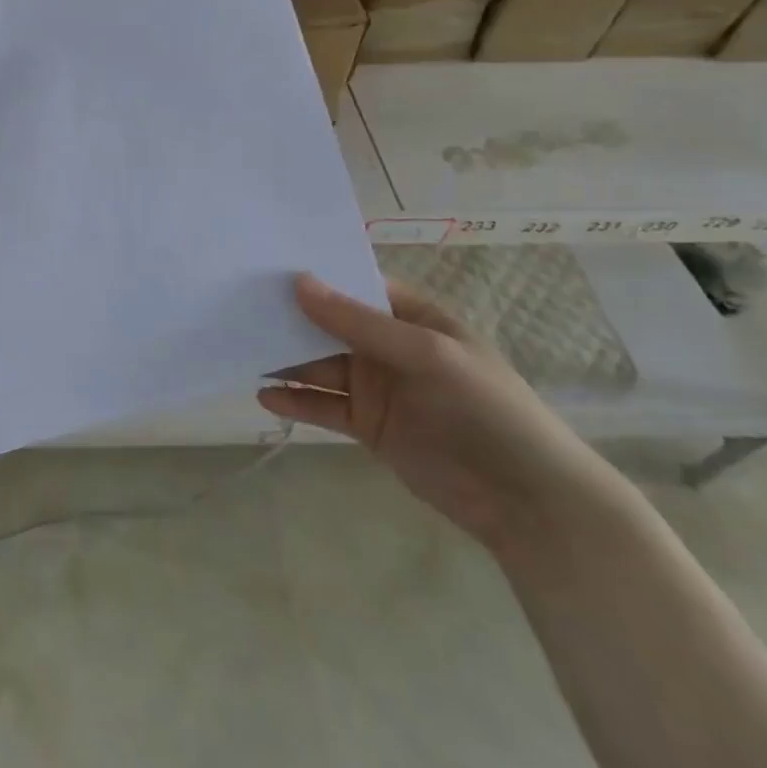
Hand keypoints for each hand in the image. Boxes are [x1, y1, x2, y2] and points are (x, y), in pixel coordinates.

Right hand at [258, 275, 635, 562]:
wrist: (527, 503)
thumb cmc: (486, 409)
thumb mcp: (426, 355)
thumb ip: (359, 322)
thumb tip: (299, 282)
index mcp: (412, 317)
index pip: (356, 285)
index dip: (317, 275)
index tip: (267, 264)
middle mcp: (389, 346)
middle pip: (330, 324)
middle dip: (291, 316)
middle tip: (239, 304)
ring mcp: (377, 387)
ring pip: (320, 363)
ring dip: (286, 358)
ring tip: (241, 347)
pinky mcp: (368, 426)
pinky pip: (324, 405)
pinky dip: (295, 399)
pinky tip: (264, 395)